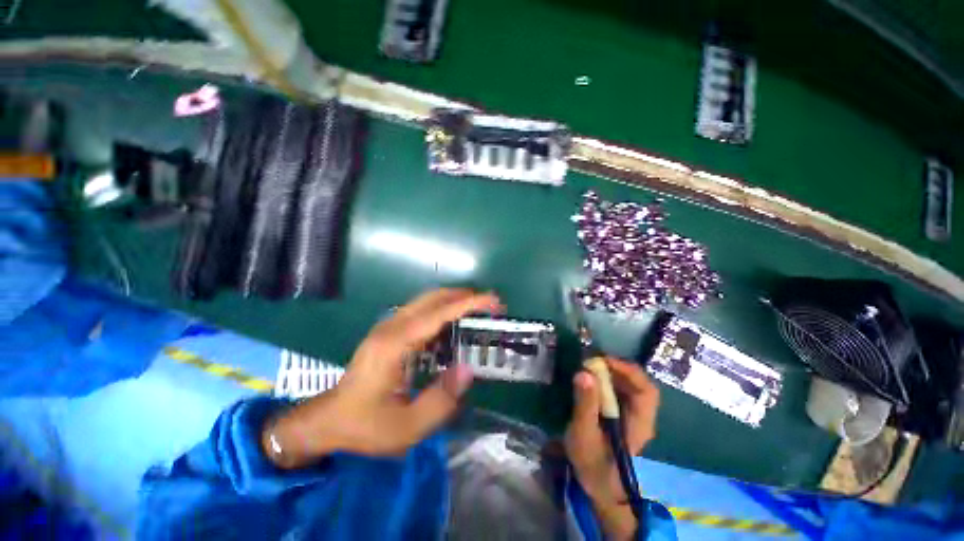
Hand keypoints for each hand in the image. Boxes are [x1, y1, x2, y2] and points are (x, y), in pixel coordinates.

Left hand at [263, 289, 501, 466]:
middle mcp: (391, 327)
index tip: (492, 301)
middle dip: (464, 296)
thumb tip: (468, 370)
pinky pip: (422, 311)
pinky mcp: (389, 331)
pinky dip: (443, 310)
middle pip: (433, 297)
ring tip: (479, 311)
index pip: (438, 313)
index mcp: (394, 344)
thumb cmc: (365, 425)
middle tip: (490, 305)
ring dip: (455, 300)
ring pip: (427, 300)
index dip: (468, 304)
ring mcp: (388, 326)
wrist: (328, 419)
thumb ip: (440, 400)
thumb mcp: (406, 427)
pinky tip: (455, 325)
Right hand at [564, 358, 659, 538]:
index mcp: (639, 423)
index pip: (646, 390)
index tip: (603, 361)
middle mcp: (641, 416)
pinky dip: (606, 380)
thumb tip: (584, 373)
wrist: (598, 485)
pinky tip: (591, 380)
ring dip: (611, 372)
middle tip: (591, 361)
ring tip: (589, 367)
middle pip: (638, 384)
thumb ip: (585, 404)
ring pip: (629, 385)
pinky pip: (619, 391)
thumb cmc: (592, 462)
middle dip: (616, 368)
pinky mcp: (622, 415)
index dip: (628, 371)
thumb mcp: (584, 433)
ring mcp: (632, 415)